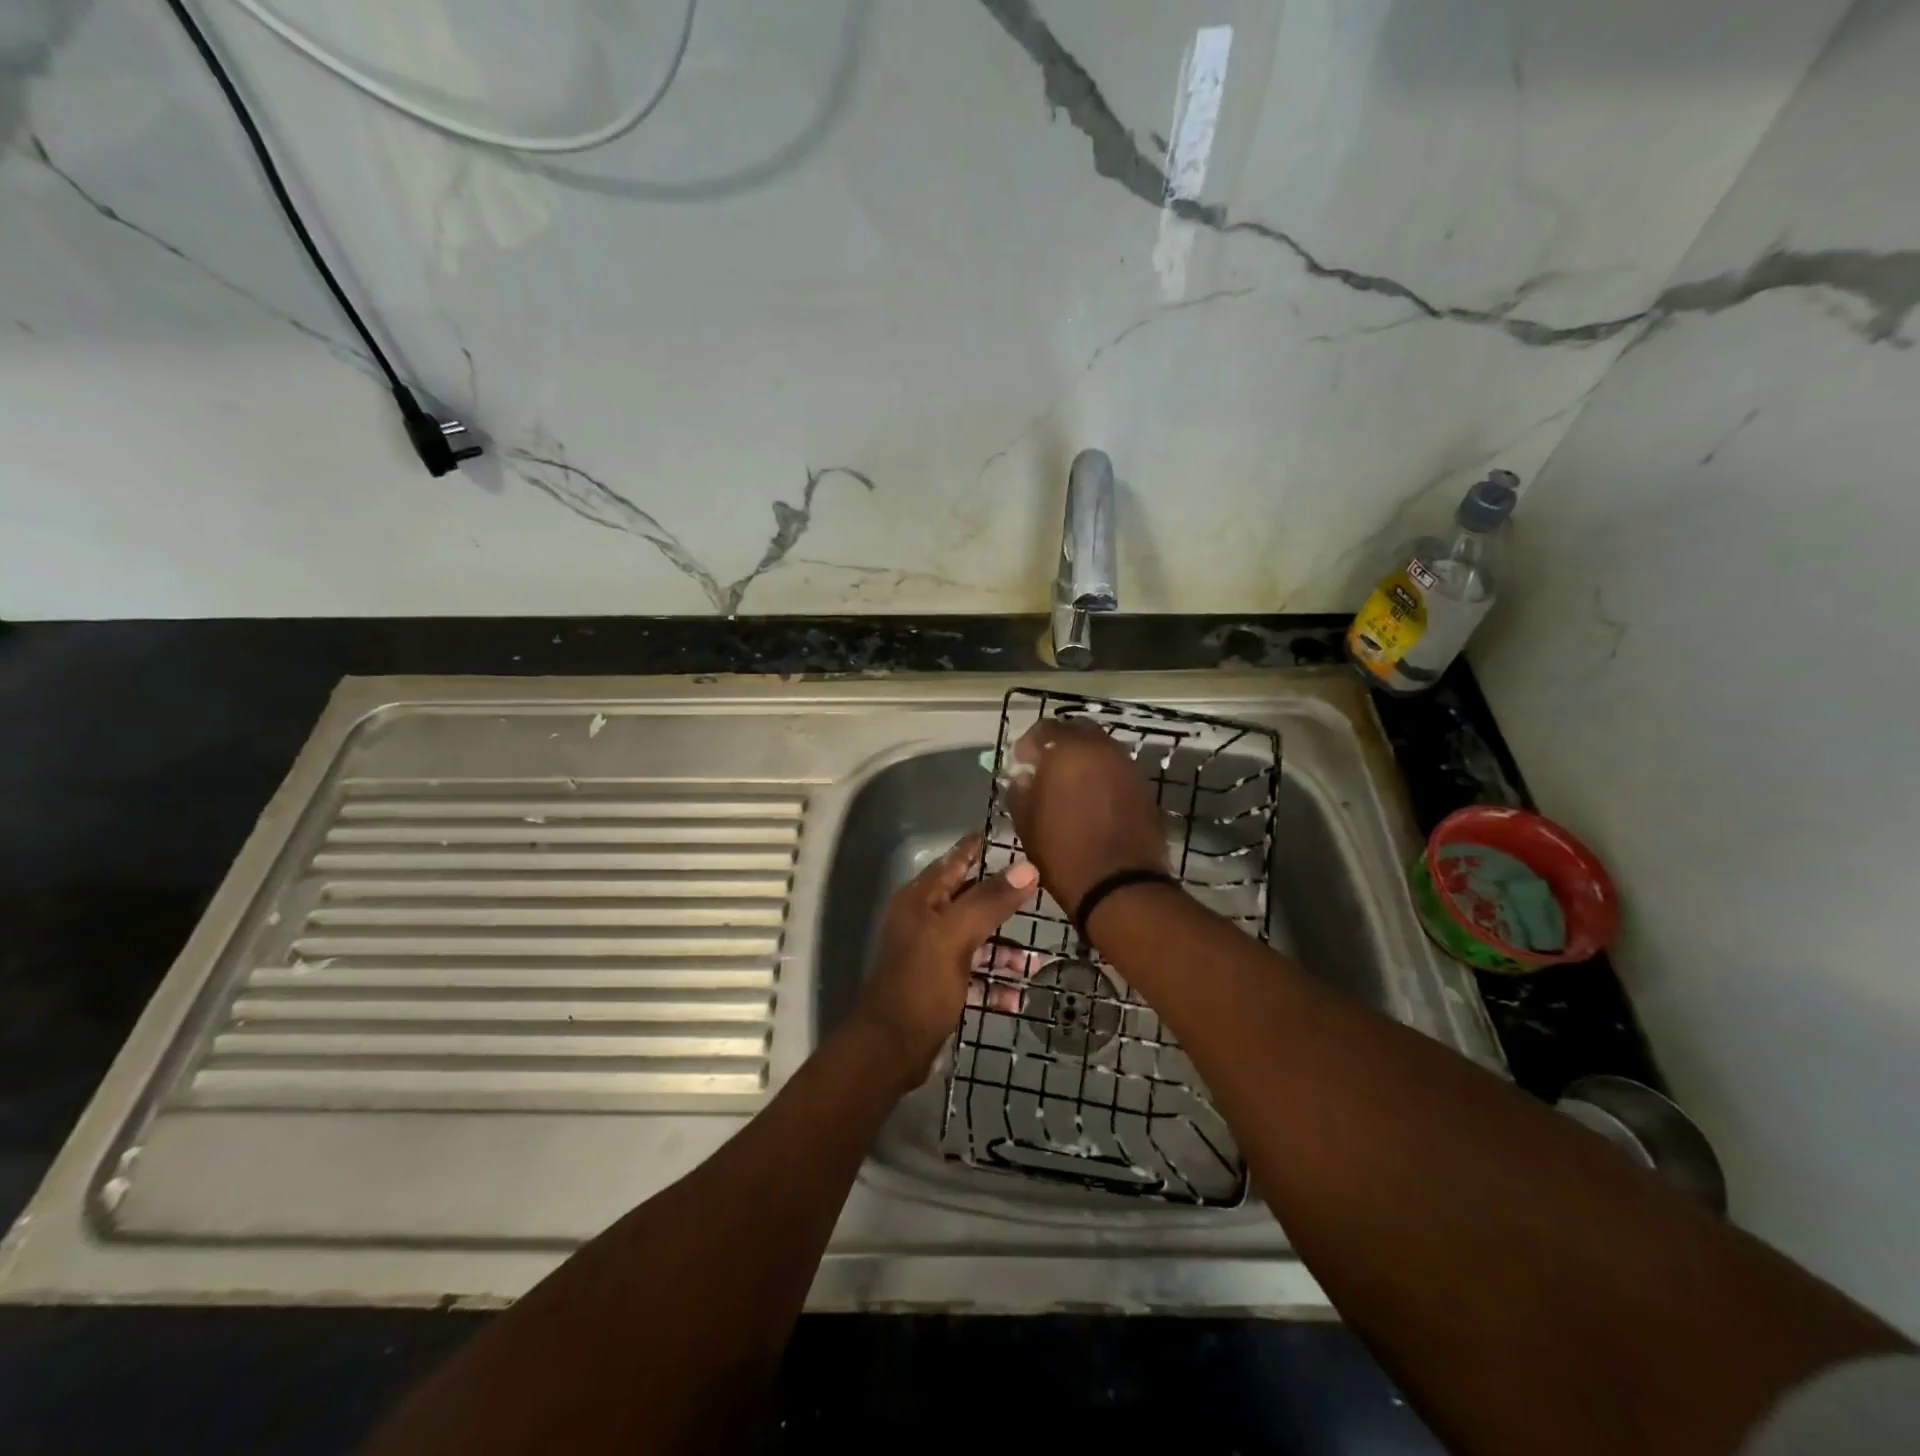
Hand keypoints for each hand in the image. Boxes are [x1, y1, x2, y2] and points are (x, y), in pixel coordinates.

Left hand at [852, 834, 1038, 1087]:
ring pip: (977, 941)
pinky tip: (1017, 997)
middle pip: (971, 901)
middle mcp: (924, 921)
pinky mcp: (940, 987)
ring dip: (1005, 953)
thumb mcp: (956, 936)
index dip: (980, 849)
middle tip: (1041, 898)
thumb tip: (1028, 867)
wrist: (891, 1049)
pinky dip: (994, 983)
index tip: (1014, 839)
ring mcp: (932, 955)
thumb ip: (991, 900)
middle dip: (1004, 905)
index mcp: (921, 901)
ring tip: (1035, 965)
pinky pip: (974, 976)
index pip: (954, 861)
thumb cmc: (921, 984)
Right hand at [1004, 719, 1168, 912]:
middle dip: (1059, 745)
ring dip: (1084, 760)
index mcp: (1069, 751)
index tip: (1021, 763)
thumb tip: (1024, 777)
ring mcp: (1128, 767)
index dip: (1029, 744)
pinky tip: (1092, 800)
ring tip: (1070, 786)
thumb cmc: (1063, 853)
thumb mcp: (1026, 822)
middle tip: (1046, 768)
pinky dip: (1103, 777)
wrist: (1120, 887)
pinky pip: (1117, 771)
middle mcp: (1102, 749)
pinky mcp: (1144, 788)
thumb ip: (1020, 791)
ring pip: (1101, 750)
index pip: (1045, 729)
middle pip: (1078, 732)